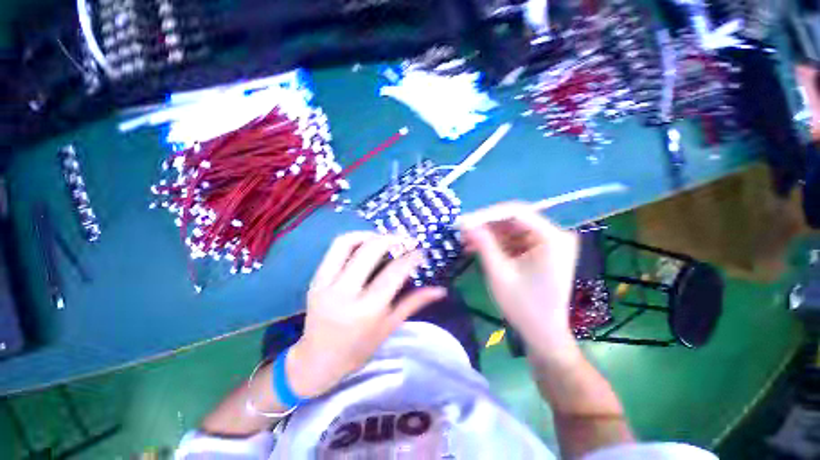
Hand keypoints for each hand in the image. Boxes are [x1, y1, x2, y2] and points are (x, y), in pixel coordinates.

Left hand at [287, 232, 445, 397]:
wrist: (317, 361)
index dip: (410, 257)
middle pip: (370, 251)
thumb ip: (414, 303)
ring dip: (369, 235)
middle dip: (391, 239)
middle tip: (404, 240)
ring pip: (347, 243)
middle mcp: (344, 293)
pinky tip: (365, 246)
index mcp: (366, 310)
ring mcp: (326, 283)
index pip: (393, 273)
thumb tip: (440, 290)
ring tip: (383, 239)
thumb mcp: (389, 327)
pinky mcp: (315, 279)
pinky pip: (335, 250)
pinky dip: (353, 241)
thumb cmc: (358, 349)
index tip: (420, 251)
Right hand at [460, 202, 579, 358]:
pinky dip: (496, 243)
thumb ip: (483, 244)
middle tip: (462, 230)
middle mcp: (554, 235)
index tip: (464, 221)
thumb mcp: (499, 273)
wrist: (543, 334)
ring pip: (511, 229)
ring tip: (465, 240)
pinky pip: (514, 240)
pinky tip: (477, 248)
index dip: (486, 214)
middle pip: (513, 219)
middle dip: (485, 225)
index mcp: (551, 238)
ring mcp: (548, 243)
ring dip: (488, 234)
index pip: (516, 212)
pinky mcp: (540, 251)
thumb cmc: (523, 306)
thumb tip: (465, 223)